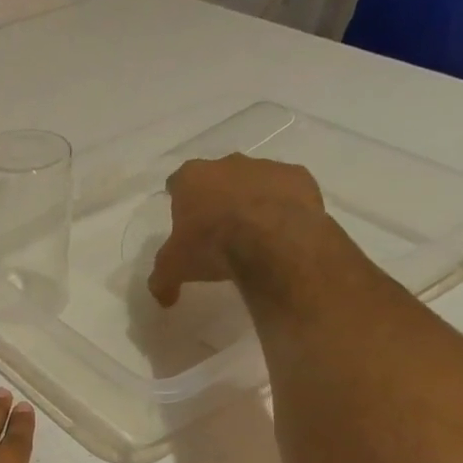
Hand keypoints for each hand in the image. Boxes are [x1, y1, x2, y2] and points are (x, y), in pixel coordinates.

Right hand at [148, 154, 324, 305]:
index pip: (177, 182)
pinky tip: (281, 228)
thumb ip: (163, 280)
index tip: (183, 218)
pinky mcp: (299, 176)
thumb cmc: (212, 247)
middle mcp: (227, 164)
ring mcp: (266, 167)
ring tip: (254, 231)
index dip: (179, 199)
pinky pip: (287, 189)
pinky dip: (284, 204)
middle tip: (217, 227)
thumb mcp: (175, 269)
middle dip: (216, 197)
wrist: (273, 242)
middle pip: (217, 177)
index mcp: (191, 178)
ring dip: (251, 199)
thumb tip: (163, 299)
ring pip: (254, 180)